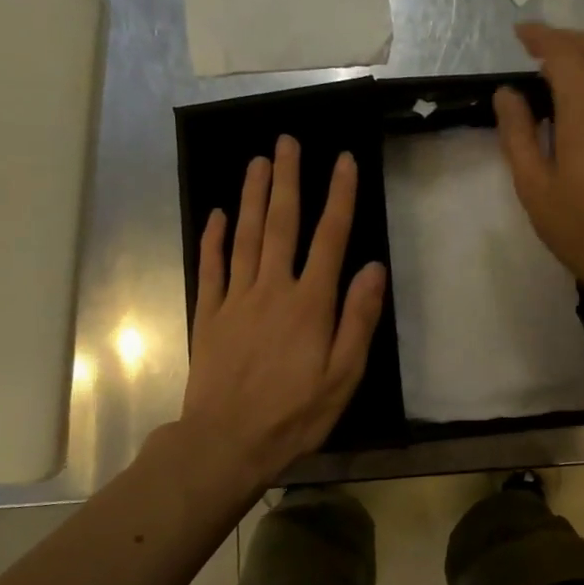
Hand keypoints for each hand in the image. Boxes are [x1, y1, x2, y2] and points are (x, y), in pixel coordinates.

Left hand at [178, 136, 385, 498]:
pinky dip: (214, 239)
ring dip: (252, 196)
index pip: (330, 238)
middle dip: (287, 180)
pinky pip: (211, 268)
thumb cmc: (295, 413)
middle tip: (287, 142)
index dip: (339, 197)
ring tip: (257, 161)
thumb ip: (359, 319)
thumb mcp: (344, 375)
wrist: (226, 442)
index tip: (344, 161)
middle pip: (281, 224)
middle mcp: (273, 289)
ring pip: (245, 236)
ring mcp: (236, 299)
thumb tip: (373, 268)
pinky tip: (217, 214)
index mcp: (311, 303)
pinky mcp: (210, 315)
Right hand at [493, 22, 583, 314]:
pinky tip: (583, 99)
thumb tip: (507, 93)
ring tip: (557, 68)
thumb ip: (518, 135)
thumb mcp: (535, 189)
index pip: (566, 55)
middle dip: (567, 37)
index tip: (519, 34)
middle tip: (536, 47)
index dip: (541, 37)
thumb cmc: (582, 231)